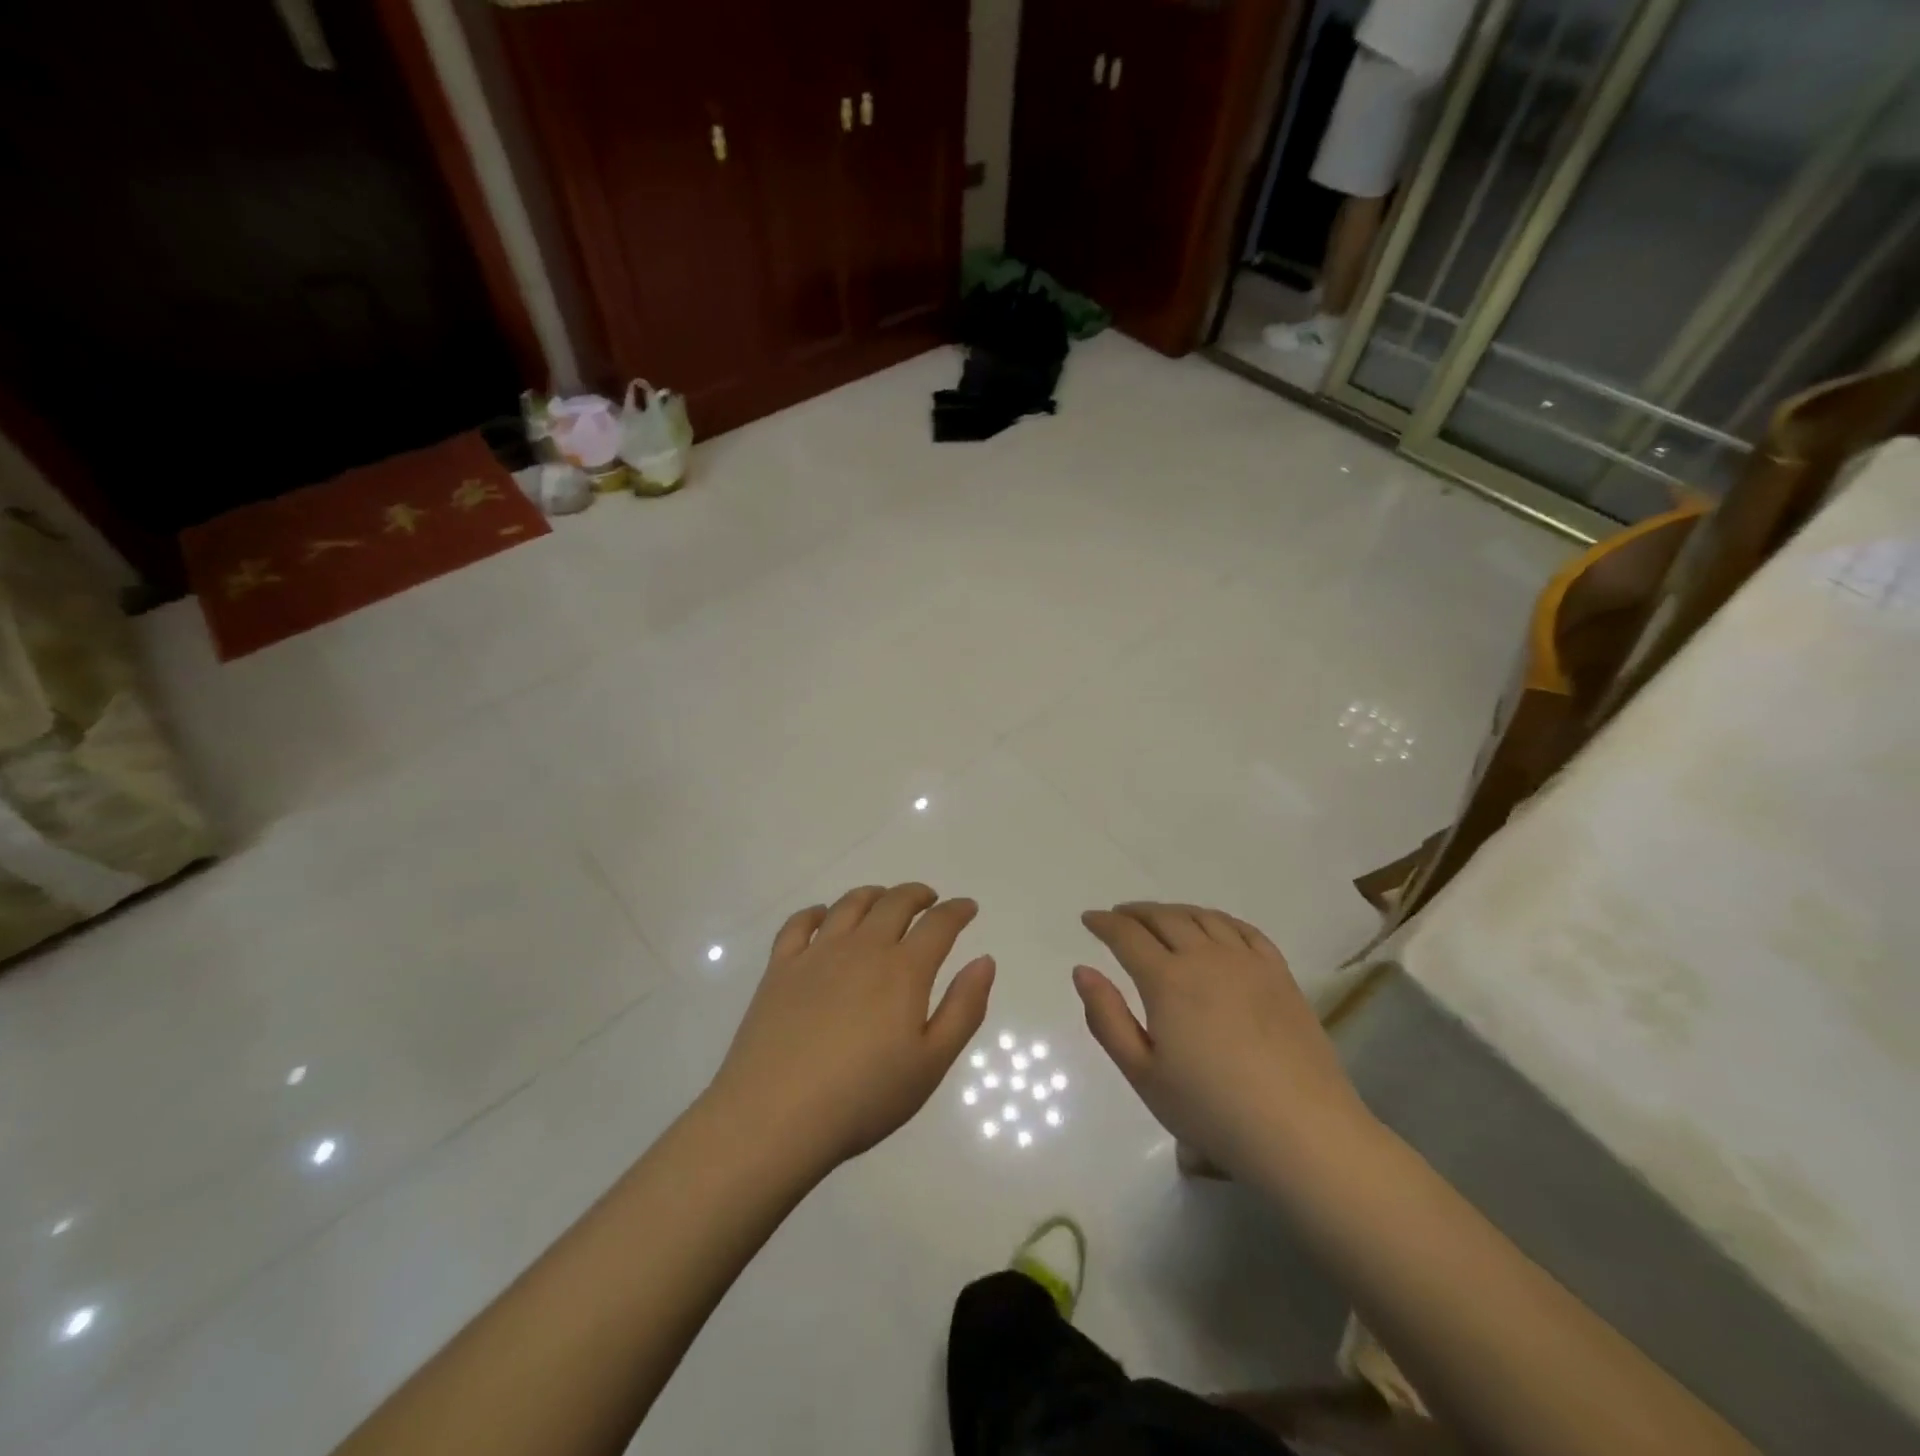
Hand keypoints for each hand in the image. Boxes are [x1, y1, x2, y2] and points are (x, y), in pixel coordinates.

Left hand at [707, 884, 994, 1169]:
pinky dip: (816, 912)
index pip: (938, 924)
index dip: (957, 910)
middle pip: (894, 903)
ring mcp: (817, 954)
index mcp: (903, 970)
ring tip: (883, 900)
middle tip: (929, 900)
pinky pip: (799, 924)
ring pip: (850, 905)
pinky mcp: (780, 968)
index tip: (968, 907)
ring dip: (873, 895)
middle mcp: (862, 948)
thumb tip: (984, 960)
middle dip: (917, 895)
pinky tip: (822, 918)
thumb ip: (963, 1008)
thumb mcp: (931, 1063)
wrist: (775, 1116)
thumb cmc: (863, 1097)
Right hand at [1074, 903, 1373, 1174]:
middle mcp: (1205, 958)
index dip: (1104, 923)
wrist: (1302, 1131)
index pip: (1127, 936)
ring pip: (1203, 917)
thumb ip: (1107, 1018)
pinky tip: (1213, 928)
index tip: (1089, 919)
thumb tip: (1082, 970)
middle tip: (1119, 916)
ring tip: (1160, 918)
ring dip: (1174, 911)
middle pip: (1164, 918)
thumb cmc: (1211, 1109)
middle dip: (1135, 913)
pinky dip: (1218, 919)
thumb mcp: (1143, 1074)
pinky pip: (1244, 930)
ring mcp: (1247, 962)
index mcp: (1167, 980)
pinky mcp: (1279, 974)